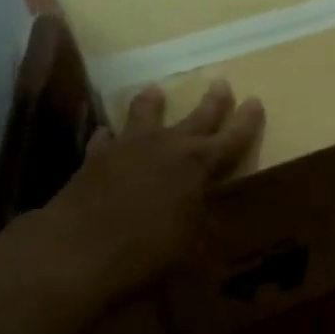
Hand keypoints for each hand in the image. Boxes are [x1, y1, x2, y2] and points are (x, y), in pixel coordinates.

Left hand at [30, 79, 263, 304]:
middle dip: (212, 102)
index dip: (246, 121)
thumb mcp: (190, 244)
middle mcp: (167, 146)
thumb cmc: (148, 249)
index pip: (231, 138)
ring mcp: (128, 148)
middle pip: (196, 118)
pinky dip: (109, 137)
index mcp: (198, 164)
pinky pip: (105, 140)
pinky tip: (106, 134)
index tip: (256, 101)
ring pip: (144, 115)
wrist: (78, 251)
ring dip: (152, 104)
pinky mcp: (95, 158)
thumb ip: (201, 222)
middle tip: (221, 82)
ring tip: (155, 90)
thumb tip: (209, 216)